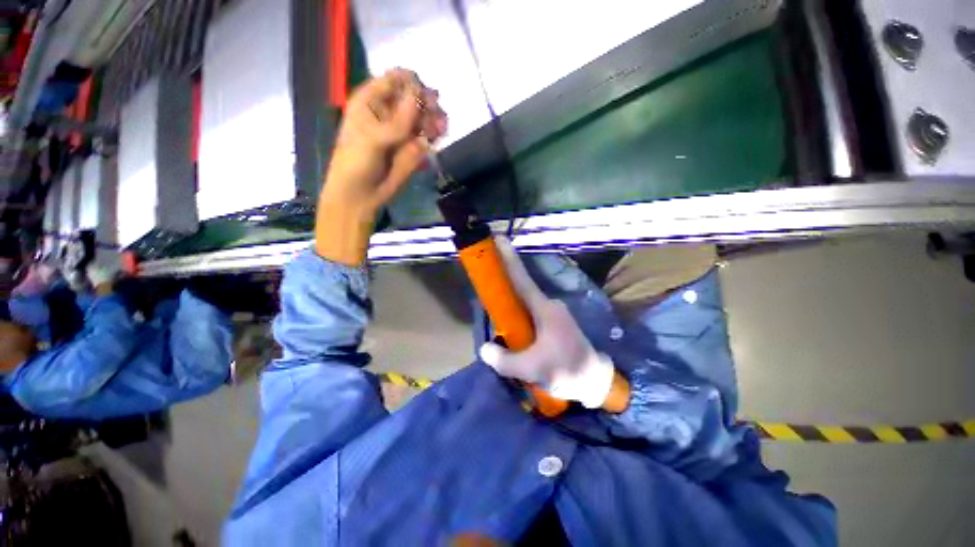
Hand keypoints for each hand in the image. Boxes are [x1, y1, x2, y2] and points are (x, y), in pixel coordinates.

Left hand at [316, 69, 447, 264]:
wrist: (361, 196)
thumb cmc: (356, 164)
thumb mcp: (372, 140)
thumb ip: (396, 121)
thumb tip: (418, 96)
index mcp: (371, 101)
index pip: (395, 80)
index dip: (412, 85)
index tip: (425, 98)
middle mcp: (389, 112)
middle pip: (415, 98)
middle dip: (428, 105)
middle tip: (436, 118)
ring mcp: (403, 131)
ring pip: (425, 117)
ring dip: (435, 121)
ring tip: (439, 131)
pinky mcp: (413, 149)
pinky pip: (428, 136)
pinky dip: (435, 136)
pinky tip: (437, 140)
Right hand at [478, 238, 628, 410]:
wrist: (596, 381)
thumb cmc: (567, 370)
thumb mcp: (532, 368)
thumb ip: (504, 360)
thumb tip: (484, 348)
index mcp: (545, 309)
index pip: (522, 280)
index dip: (509, 259)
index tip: (500, 239)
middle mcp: (549, 305)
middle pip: (521, 288)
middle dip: (504, 282)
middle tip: (485, 284)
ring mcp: (553, 313)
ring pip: (525, 303)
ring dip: (510, 304)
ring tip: (495, 314)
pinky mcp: (554, 322)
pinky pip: (530, 312)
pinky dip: (518, 315)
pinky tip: (510, 328)